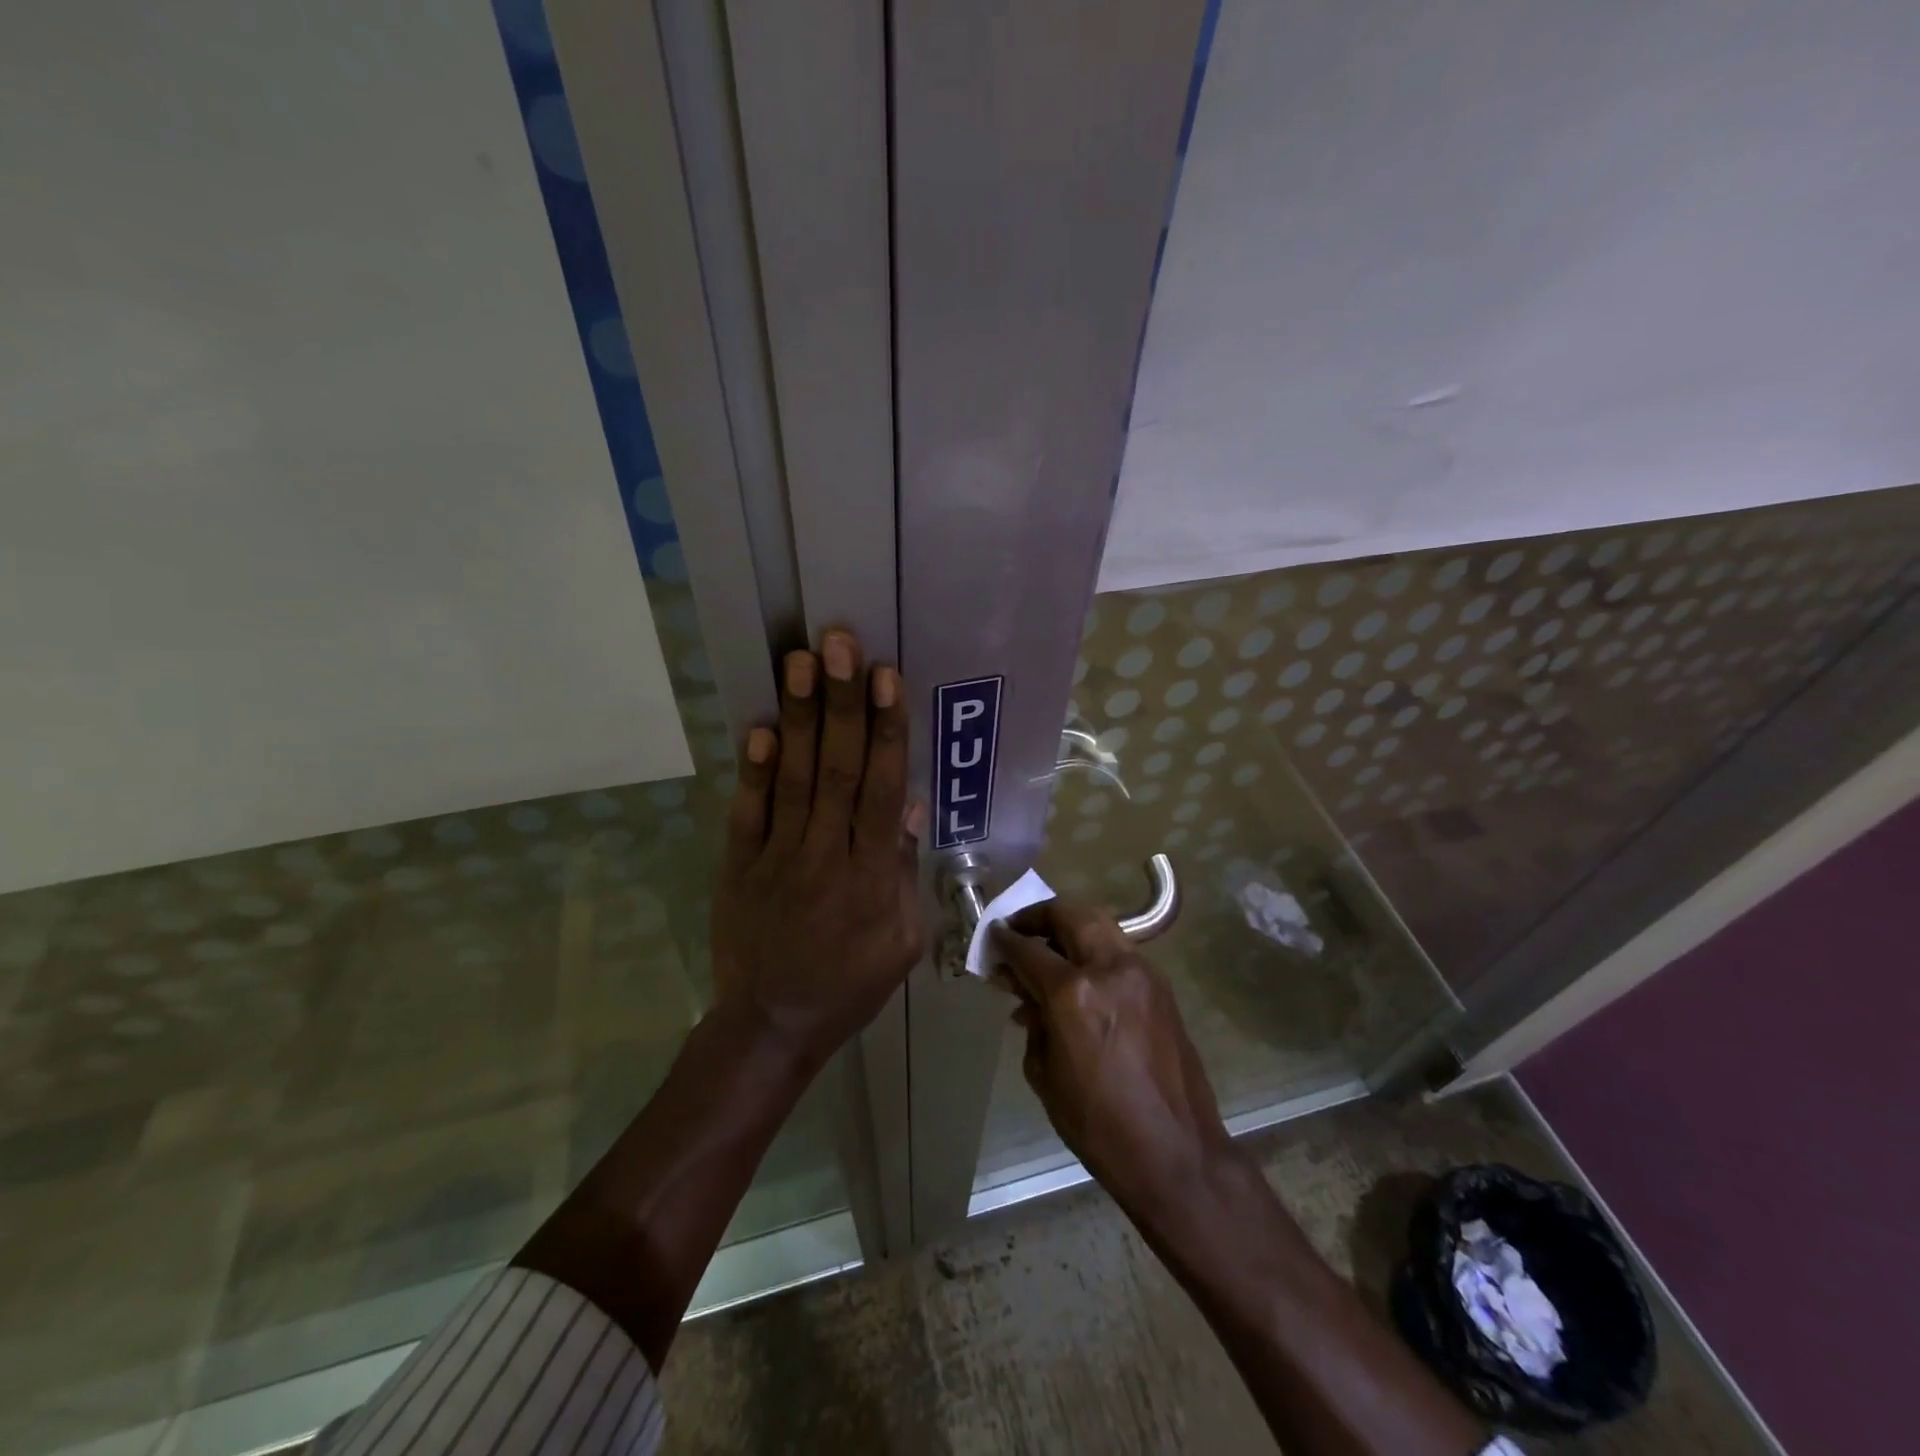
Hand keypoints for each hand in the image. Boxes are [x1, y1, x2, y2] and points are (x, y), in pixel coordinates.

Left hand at [711, 629, 924, 1072]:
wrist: (773, 1024)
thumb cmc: (851, 982)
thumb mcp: (903, 940)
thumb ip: (906, 871)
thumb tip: (909, 804)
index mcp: (873, 876)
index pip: (882, 790)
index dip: (886, 730)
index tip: (886, 678)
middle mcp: (827, 855)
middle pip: (838, 770)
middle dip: (841, 703)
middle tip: (839, 644)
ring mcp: (778, 858)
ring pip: (795, 779)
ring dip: (800, 717)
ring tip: (800, 661)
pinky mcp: (740, 866)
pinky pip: (748, 813)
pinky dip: (755, 770)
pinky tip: (761, 727)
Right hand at [992, 900, 1237, 1218]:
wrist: (1176, 1152)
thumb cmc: (1098, 1124)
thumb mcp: (1046, 1074)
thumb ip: (1034, 1022)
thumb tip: (1026, 997)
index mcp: (1074, 993)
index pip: (1029, 951)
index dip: (1005, 942)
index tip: (992, 936)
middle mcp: (1110, 968)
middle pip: (1070, 915)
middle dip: (1040, 916)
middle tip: (1021, 930)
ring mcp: (1141, 973)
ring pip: (1100, 925)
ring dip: (1070, 928)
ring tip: (1050, 949)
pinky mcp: (1161, 987)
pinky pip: (1119, 952)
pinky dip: (1094, 951)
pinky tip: (1082, 979)